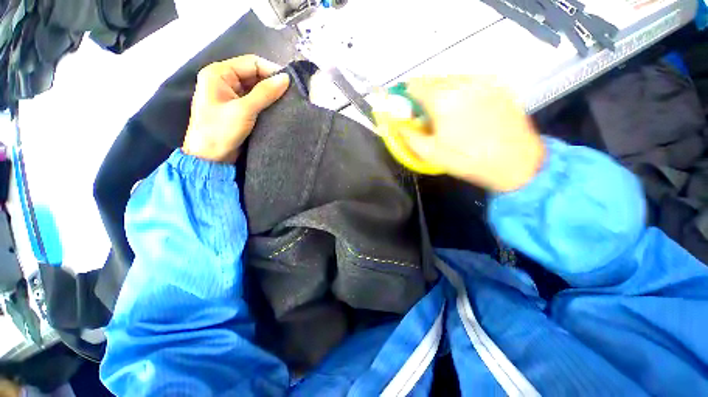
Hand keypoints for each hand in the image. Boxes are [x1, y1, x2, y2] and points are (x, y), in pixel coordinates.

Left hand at [182, 55, 290, 162]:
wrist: (210, 158)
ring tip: (288, 103)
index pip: (251, 63)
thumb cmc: (220, 131)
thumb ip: (265, 93)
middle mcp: (224, 80)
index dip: (271, 71)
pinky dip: (267, 104)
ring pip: (256, 88)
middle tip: (291, 95)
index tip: (290, 84)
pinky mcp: (238, 109)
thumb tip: (286, 79)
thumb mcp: (244, 110)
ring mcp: (231, 95)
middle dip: (272, 83)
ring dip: (271, 95)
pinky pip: (255, 101)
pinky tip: (279, 109)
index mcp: (219, 73)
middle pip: (254, 74)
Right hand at [401, 76, 544, 191]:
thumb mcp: (430, 154)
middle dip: (423, 94)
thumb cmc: (468, 159)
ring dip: (442, 91)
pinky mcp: (498, 84)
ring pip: (451, 78)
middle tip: (426, 113)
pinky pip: (470, 80)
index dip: (406, 95)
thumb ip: (408, 136)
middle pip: (432, 78)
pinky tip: (466, 107)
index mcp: (442, 99)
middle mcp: (462, 82)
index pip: (414, 85)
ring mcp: (483, 80)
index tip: (408, 109)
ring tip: (446, 112)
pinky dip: (460, 89)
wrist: (516, 162)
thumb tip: (396, 123)